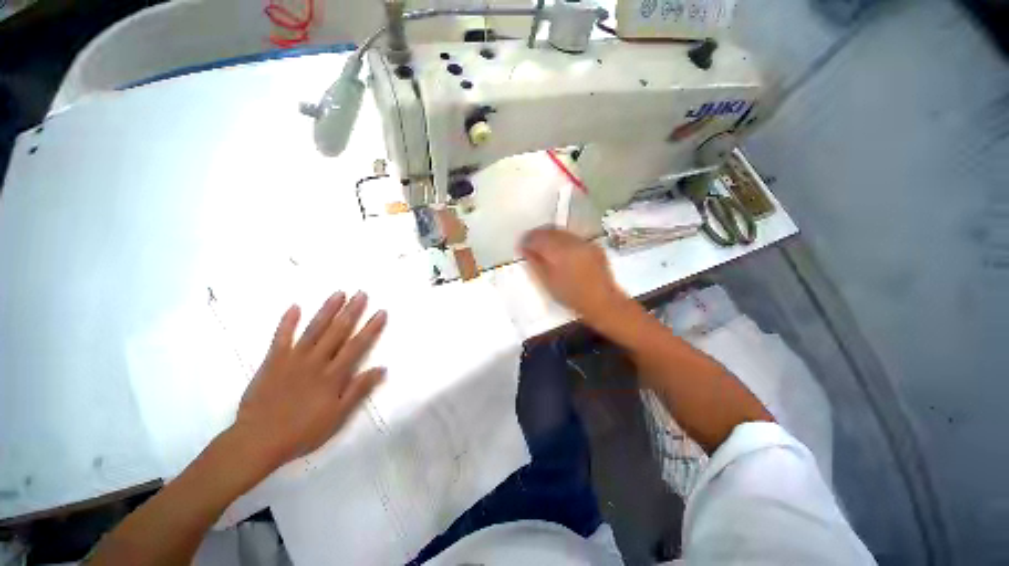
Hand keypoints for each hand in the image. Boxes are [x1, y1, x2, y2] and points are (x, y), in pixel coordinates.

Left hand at [231, 291, 386, 474]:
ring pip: (314, 329)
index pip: (357, 345)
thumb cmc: (303, 431)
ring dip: (327, 310)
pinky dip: (287, 321)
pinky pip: (280, 337)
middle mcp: (316, 361)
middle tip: (362, 293)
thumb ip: (358, 390)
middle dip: (352, 311)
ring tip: (339, 293)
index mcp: (333, 375)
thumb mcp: (338, 416)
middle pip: (337, 331)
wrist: (257, 441)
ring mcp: (293, 359)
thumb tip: (381, 368)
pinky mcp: (273, 361)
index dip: (371, 328)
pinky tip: (294, 306)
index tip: (381, 312)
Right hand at [519, 227, 628, 329]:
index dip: (527, 240)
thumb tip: (524, 249)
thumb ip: (535, 263)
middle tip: (529, 243)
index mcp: (559, 252)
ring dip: (550, 235)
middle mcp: (572, 242)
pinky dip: (563, 239)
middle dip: (537, 235)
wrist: (603, 302)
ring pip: (562, 232)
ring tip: (542, 245)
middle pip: (550, 231)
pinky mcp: (593, 245)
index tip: (520, 245)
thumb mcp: (548, 282)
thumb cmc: (572, 296)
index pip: (538, 238)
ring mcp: (584, 242)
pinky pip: (573, 237)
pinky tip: (560, 249)